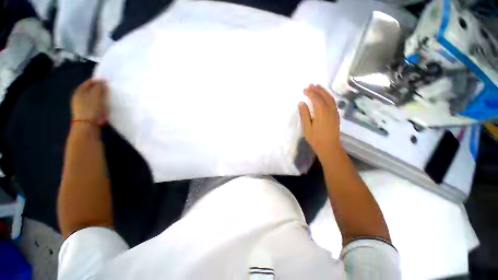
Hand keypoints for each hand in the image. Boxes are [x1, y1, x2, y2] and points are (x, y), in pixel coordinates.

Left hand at [71, 79, 107, 125]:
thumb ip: (99, 88)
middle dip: (99, 89)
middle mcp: (79, 97)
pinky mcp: (87, 112)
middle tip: (108, 89)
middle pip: (90, 90)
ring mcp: (82, 105)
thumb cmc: (91, 109)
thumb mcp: (96, 96)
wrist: (87, 126)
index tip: (107, 81)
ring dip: (100, 96)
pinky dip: (100, 103)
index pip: (88, 83)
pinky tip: (105, 105)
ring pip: (93, 97)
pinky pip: (95, 104)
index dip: (97, 81)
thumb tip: (103, 81)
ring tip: (108, 97)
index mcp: (79, 92)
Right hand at [298, 84, 340, 159]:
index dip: (310, 93)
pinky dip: (328, 96)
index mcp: (322, 113)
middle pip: (324, 96)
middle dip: (317, 89)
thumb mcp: (307, 127)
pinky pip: (333, 102)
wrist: (329, 147)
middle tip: (310, 84)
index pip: (316, 99)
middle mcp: (330, 110)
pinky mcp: (336, 115)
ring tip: (317, 86)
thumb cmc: (316, 138)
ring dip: (323, 91)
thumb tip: (301, 103)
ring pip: (330, 98)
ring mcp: (335, 112)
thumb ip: (304, 114)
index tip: (304, 89)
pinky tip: (324, 95)